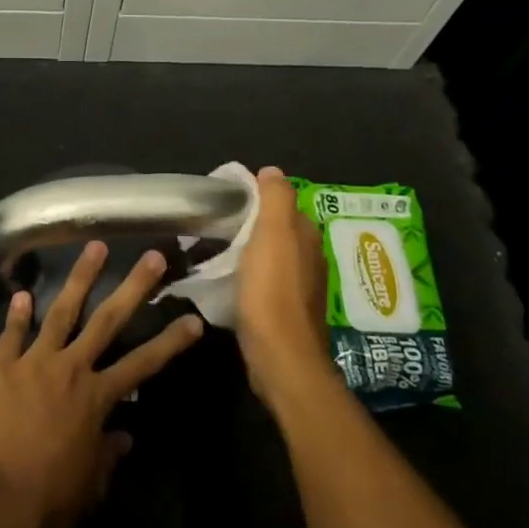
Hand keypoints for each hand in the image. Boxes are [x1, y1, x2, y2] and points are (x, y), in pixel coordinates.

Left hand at [0, 242, 203, 527]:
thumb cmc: (51, 500)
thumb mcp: (92, 482)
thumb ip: (108, 452)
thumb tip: (124, 435)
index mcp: (97, 397)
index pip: (144, 363)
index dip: (171, 342)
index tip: (195, 319)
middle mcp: (71, 368)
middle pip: (108, 320)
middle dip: (133, 286)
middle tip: (152, 256)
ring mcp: (34, 363)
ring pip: (61, 312)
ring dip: (80, 278)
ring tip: (95, 247)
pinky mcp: (1, 369)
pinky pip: (11, 336)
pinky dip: (16, 315)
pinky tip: (20, 294)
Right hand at [235, 166, 336, 413]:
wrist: (280, 356)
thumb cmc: (272, 291)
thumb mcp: (273, 235)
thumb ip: (275, 199)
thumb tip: (272, 171)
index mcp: (307, 236)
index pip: (283, 204)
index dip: (257, 198)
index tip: (226, 201)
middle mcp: (311, 258)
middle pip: (278, 230)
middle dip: (252, 225)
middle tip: (217, 226)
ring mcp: (301, 287)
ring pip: (273, 257)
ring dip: (251, 252)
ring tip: (219, 251)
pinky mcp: (288, 312)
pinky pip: (268, 282)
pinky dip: (252, 276)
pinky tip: (233, 282)